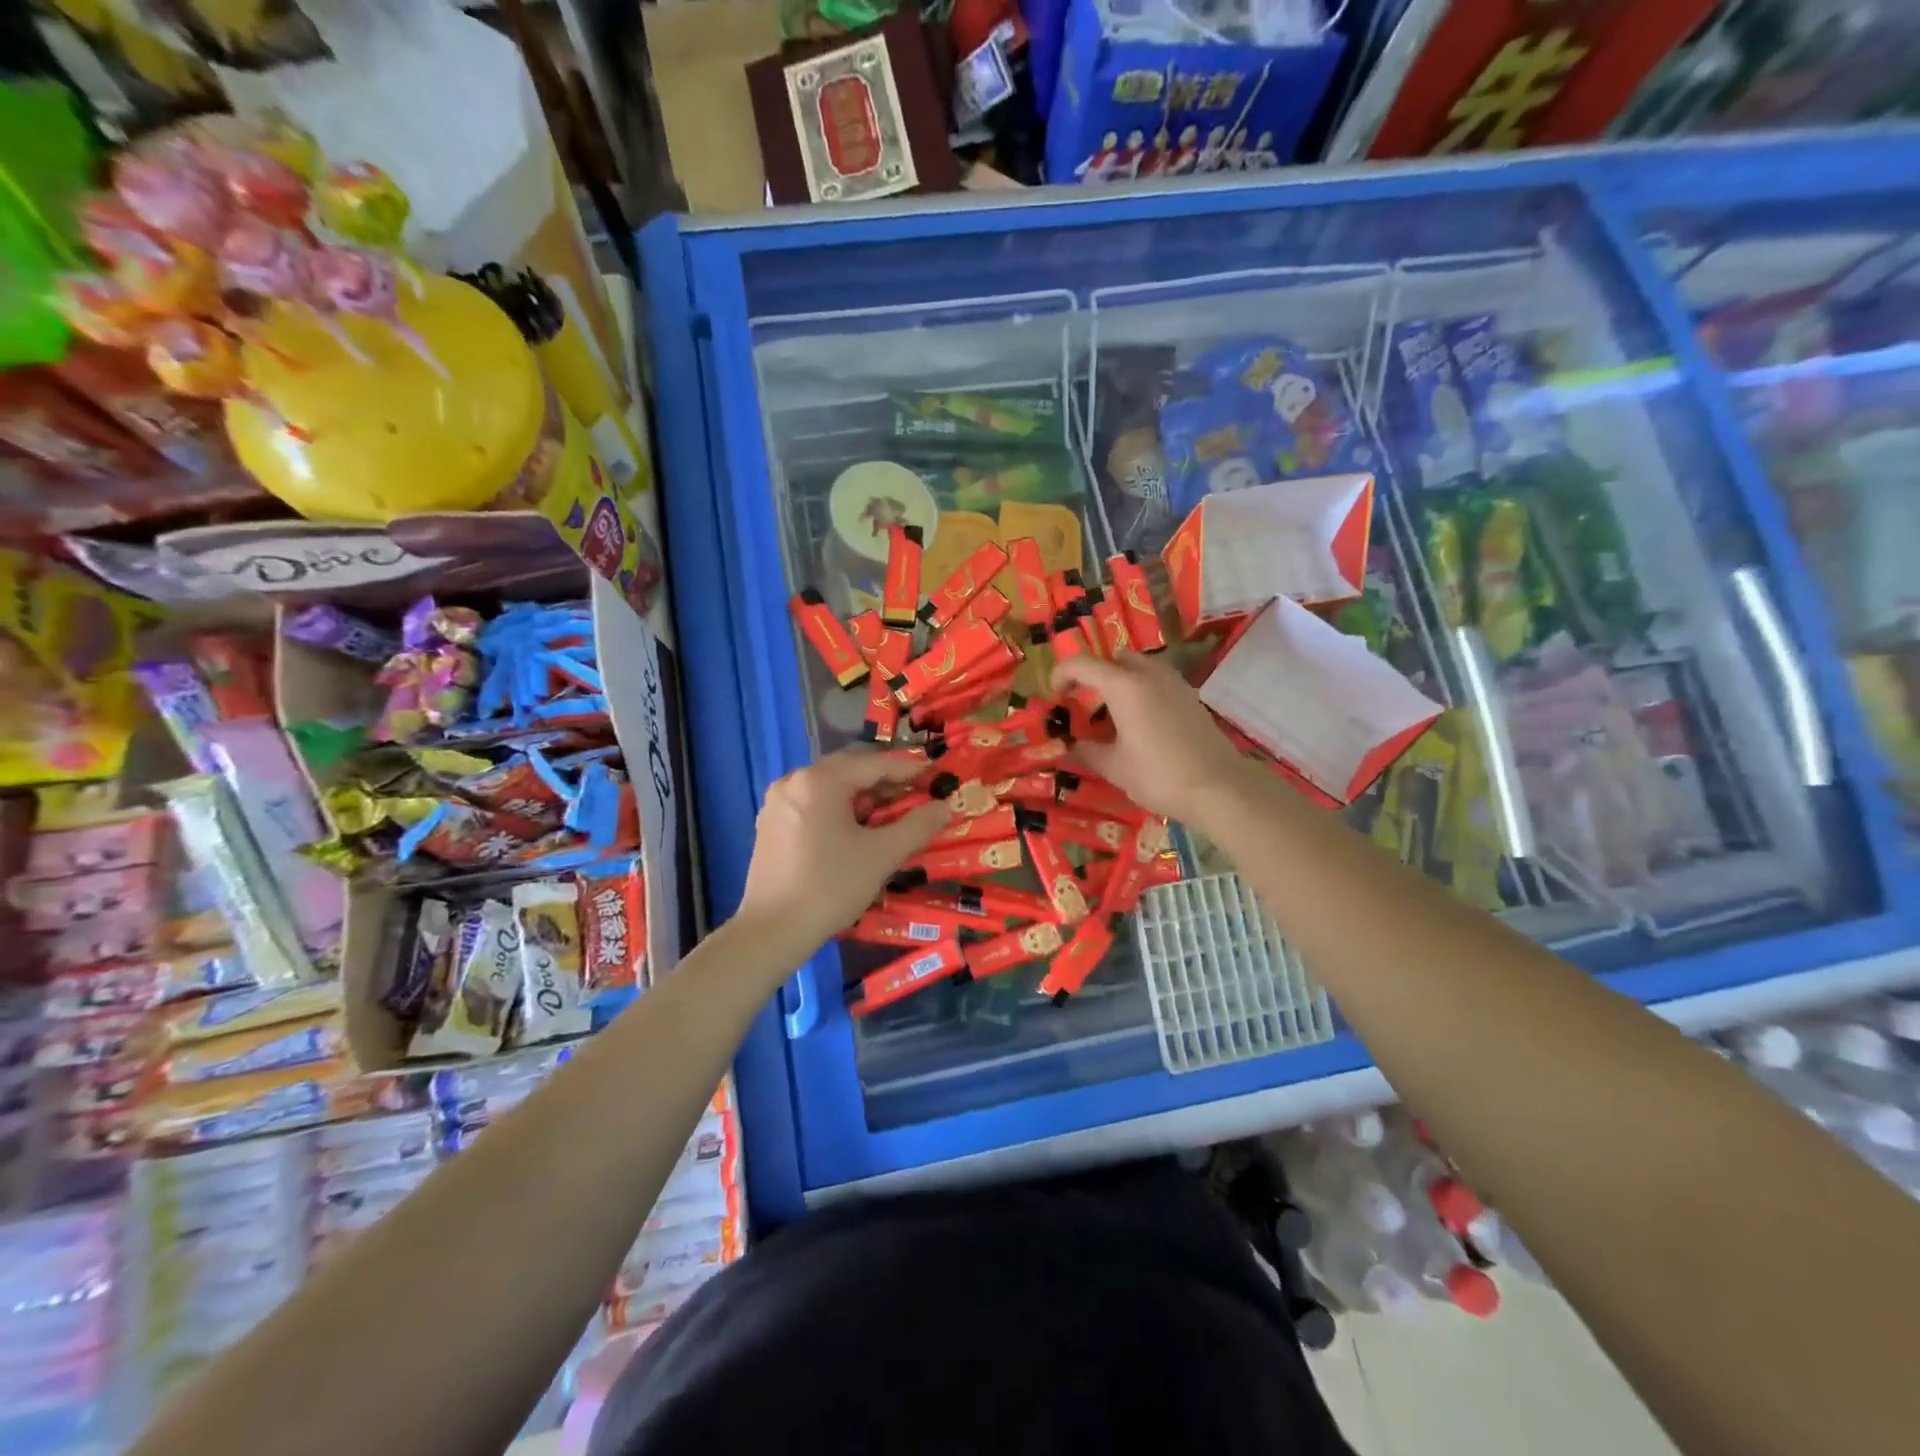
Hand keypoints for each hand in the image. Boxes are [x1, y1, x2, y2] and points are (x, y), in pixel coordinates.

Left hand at [735, 750, 950, 959]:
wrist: (772, 931)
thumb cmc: (830, 887)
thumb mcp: (882, 855)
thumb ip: (917, 826)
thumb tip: (944, 807)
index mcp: (820, 780)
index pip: (874, 764)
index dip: (909, 770)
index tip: (936, 777)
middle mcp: (794, 781)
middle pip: (849, 771)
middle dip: (886, 784)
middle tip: (917, 798)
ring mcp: (778, 803)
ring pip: (830, 789)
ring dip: (863, 798)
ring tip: (890, 817)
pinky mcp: (770, 825)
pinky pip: (813, 805)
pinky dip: (839, 811)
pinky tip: (856, 833)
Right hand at [1052, 653, 1252, 822]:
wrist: (1219, 788)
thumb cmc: (1158, 775)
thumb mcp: (1113, 767)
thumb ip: (1086, 750)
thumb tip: (1069, 746)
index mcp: (1124, 686)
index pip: (1082, 664)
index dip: (1061, 675)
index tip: (1053, 697)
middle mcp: (1149, 674)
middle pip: (1113, 659)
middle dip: (1093, 676)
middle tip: (1082, 704)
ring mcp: (1174, 683)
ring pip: (1138, 667)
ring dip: (1118, 682)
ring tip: (1110, 715)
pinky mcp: (1190, 697)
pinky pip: (1156, 681)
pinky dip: (1140, 691)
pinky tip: (1138, 724)